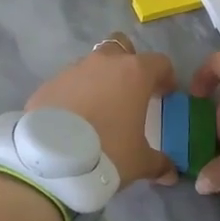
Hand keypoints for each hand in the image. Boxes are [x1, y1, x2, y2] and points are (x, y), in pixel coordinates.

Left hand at [26, 33, 178, 186]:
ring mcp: (72, 70)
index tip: (165, 94)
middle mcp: (103, 63)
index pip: (159, 62)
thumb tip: (171, 173)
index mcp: (134, 73)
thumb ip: (159, 163)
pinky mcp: (48, 84)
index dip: (165, 77)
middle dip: (127, 63)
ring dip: (98, 80)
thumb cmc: (108, 152)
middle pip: (120, 47)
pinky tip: (72, 119)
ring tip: (97, 109)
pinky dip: (73, 95)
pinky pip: (67, 84)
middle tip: (129, 90)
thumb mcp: (140, 162)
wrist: (52, 160)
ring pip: (91, 65)